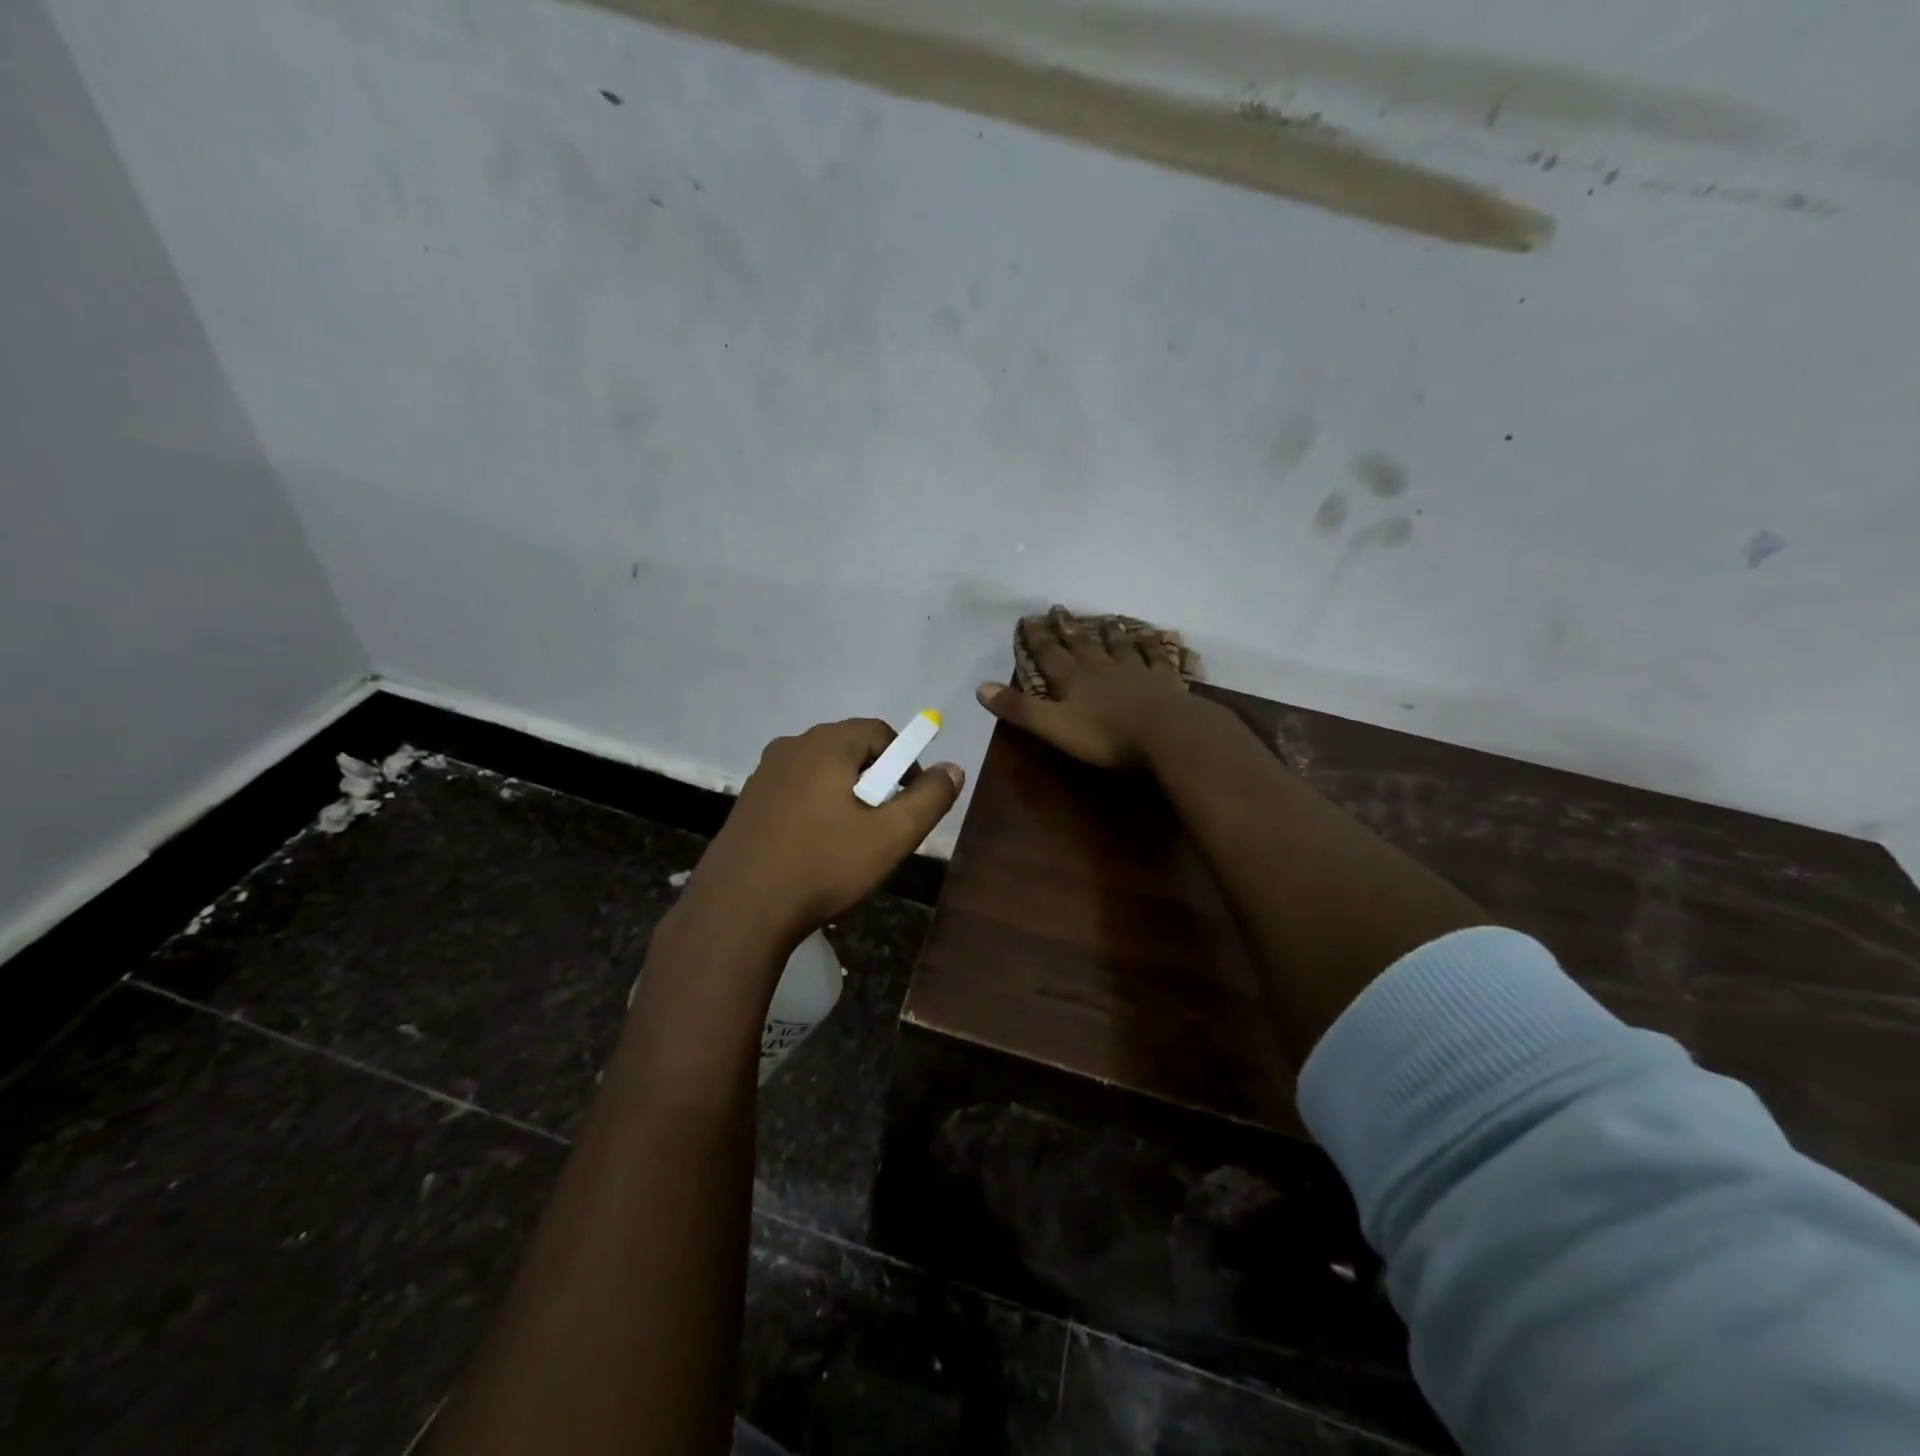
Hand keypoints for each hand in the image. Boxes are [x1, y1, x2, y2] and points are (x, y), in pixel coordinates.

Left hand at [682, 718, 963, 947]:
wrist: (738, 909)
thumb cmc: (823, 865)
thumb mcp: (891, 836)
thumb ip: (929, 798)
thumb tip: (953, 768)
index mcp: (827, 744)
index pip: (880, 732)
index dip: (905, 762)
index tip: (910, 802)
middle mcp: (792, 746)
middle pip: (849, 749)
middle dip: (875, 780)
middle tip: (883, 825)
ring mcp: (764, 773)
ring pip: (821, 772)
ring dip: (844, 796)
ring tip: (850, 841)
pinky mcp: (747, 801)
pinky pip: (795, 791)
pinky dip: (815, 808)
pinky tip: (814, 849)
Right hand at [976, 607, 1197, 769]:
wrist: (1167, 735)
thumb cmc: (1106, 736)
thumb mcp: (1053, 726)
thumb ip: (1018, 709)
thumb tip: (980, 687)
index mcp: (1073, 681)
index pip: (1048, 655)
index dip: (1035, 638)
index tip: (1028, 618)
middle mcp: (1102, 669)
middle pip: (1081, 645)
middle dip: (1067, 628)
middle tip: (1059, 608)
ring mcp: (1136, 673)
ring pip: (1119, 647)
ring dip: (1110, 633)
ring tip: (1106, 619)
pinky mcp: (1165, 683)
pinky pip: (1156, 659)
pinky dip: (1153, 646)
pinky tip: (1154, 637)